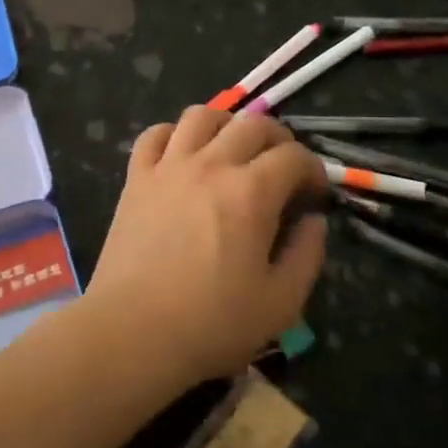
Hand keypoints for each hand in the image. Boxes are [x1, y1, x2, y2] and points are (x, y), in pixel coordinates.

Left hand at [82, 107, 328, 390]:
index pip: (293, 156)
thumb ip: (307, 254)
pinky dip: (173, 134)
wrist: (133, 332)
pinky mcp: (136, 178)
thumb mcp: (281, 302)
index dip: (313, 169)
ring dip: (226, 124)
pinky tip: (182, 154)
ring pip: (201, 115)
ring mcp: (168, 167)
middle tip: (282, 166)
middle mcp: (211, 165)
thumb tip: (314, 220)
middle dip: (277, 139)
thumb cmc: (212, 324)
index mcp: (251, 193)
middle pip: (252, 123)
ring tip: (232, 148)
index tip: (315, 192)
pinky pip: (153, 134)